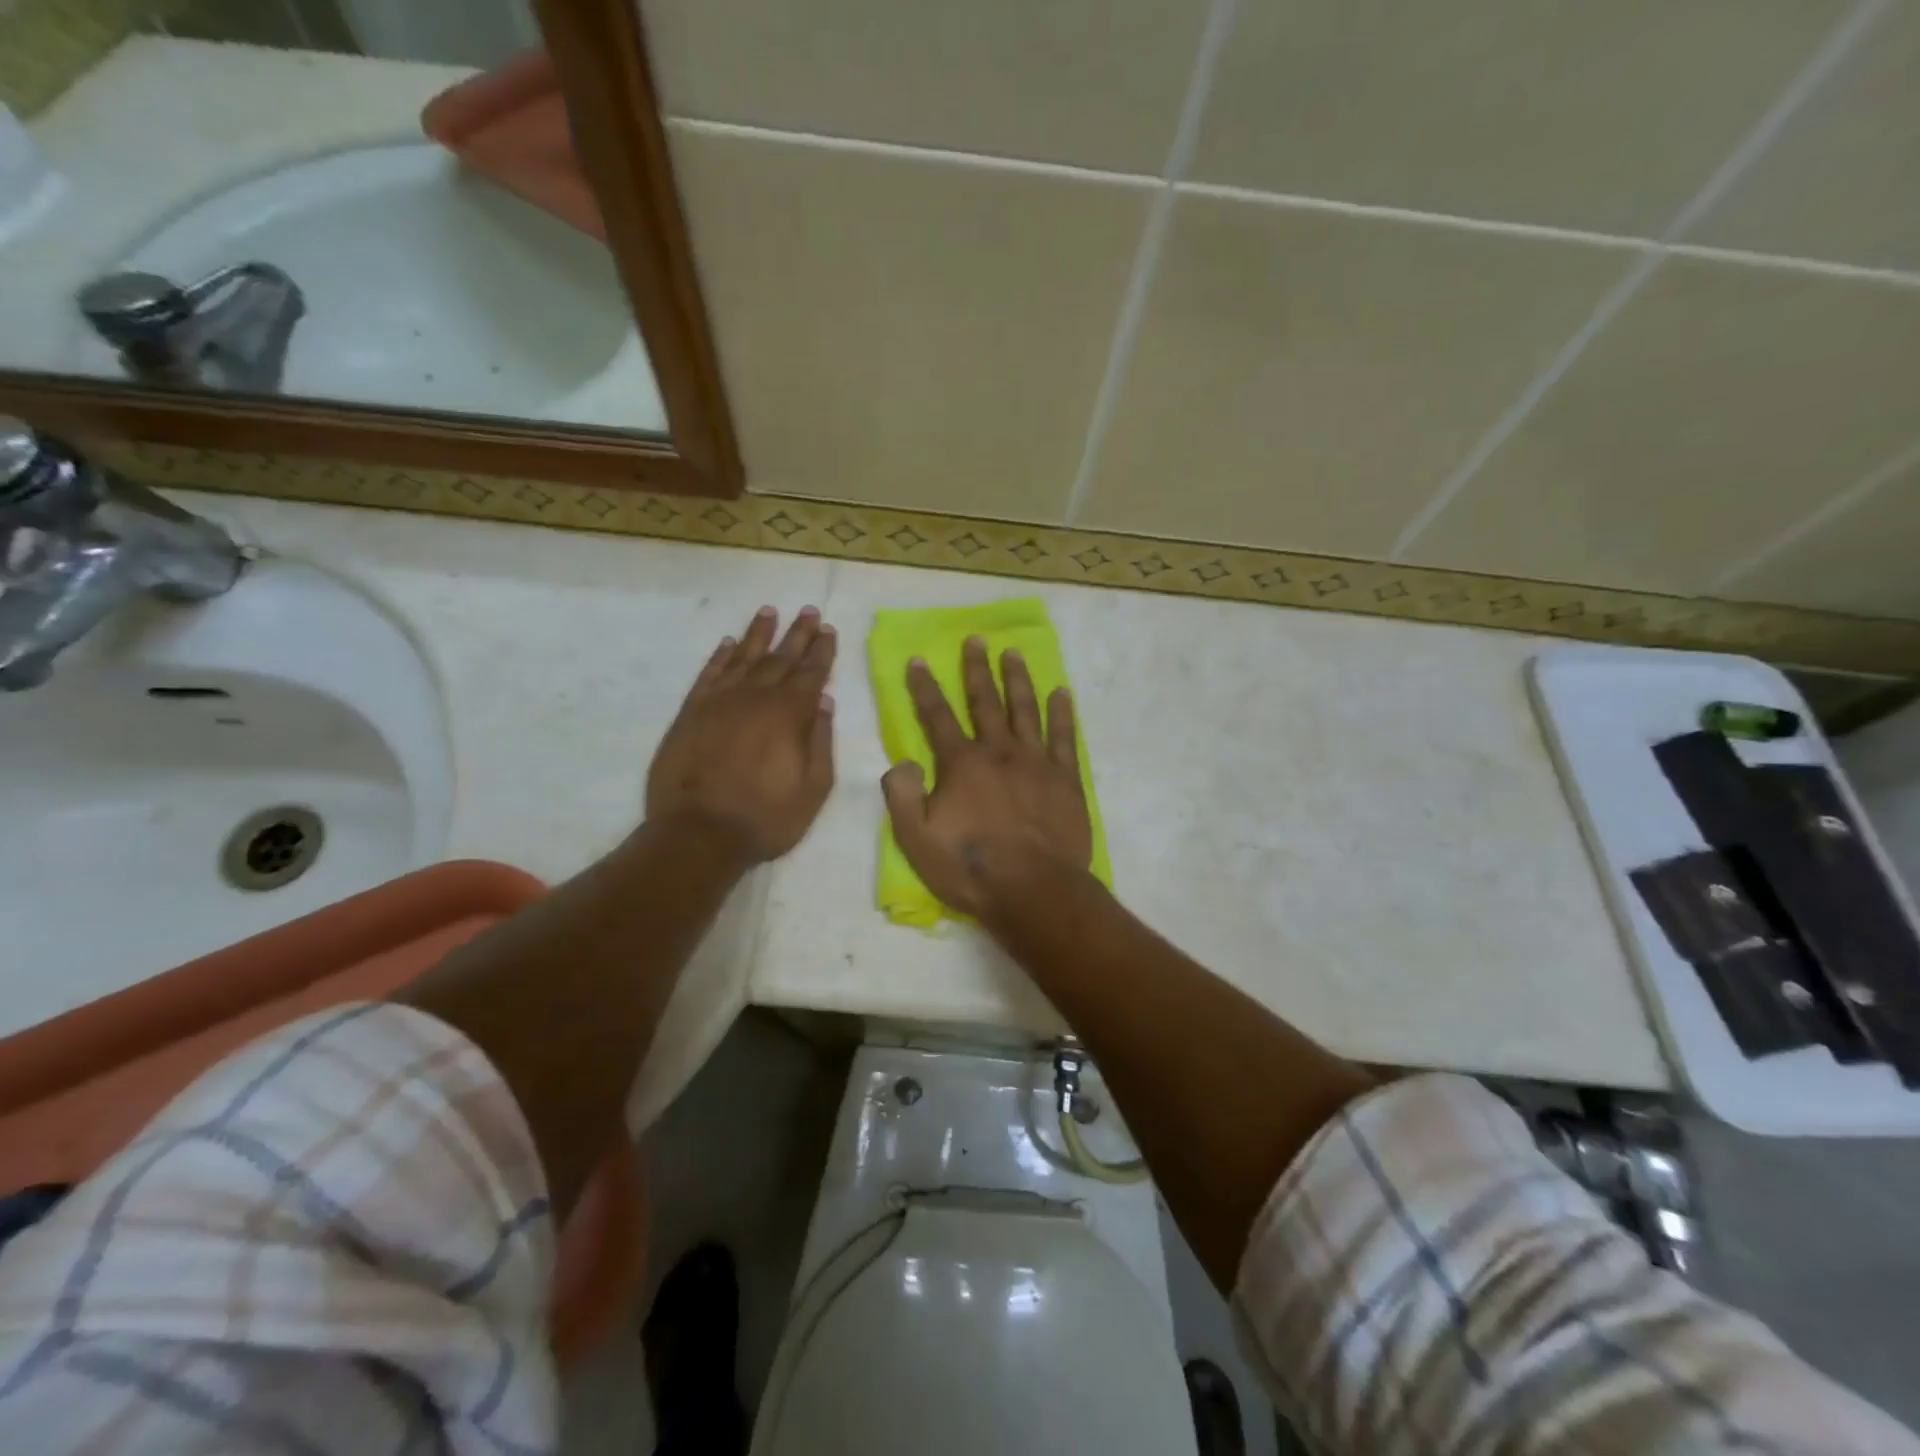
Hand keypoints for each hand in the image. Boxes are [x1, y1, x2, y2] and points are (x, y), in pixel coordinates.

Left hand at [647, 606, 836, 861]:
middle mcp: (755, 698)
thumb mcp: (813, 789)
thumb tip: (825, 702)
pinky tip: (729, 643)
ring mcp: (719, 702)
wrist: (698, 835)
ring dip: (759, 634)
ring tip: (770, 612)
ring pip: (744, 657)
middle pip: (781, 658)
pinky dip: (720, 656)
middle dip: (798, 633)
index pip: (811, 674)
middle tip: (809, 611)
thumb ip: (821, 742)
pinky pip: (709, 674)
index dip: (822, 651)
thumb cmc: (765, 818)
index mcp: (789, 715)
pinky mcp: (690, 712)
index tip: (829, 630)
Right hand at [882, 636, 1091, 920]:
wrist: (1034, 890)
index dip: (925, 688)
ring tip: (1013, 653)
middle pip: (985, 701)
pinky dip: (1062, 712)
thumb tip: (902, 762)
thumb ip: (901, 796)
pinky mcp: (1065, 778)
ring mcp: (1036, 761)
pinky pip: (1065, 736)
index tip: (919, 660)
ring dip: (1018, 679)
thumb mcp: (916, 839)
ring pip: (1025, 709)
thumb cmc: (970, 868)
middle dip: (977, 669)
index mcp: (961, 764)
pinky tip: (1061, 693)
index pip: (937, 716)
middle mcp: (999, 751)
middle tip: (976, 640)